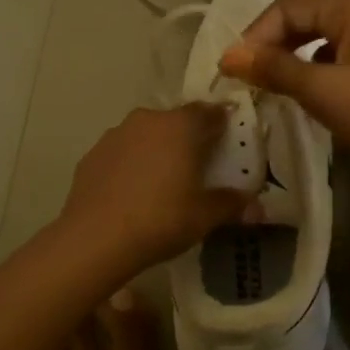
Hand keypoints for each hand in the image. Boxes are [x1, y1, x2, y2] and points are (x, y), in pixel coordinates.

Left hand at [57, 104, 255, 273]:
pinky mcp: (93, 153)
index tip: (229, 137)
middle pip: (176, 121)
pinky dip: (132, 163)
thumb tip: (256, 206)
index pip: (210, 112)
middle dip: (189, 136)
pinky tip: (133, 190)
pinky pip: (123, 151)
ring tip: (164, 179)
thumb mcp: (205, 216)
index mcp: (181, 126)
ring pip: (147, 134)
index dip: (222, 122)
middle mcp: (149, 119)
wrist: (95, 238)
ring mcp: (116, 134)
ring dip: (158, 147)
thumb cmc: (161, 220)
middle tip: (199, 163)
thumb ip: (231, 205)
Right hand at [219, 0, 349, 195]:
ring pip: (320, 35)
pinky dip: (313, 68)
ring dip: (291, 54)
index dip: (258, 30)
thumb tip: (228, 56)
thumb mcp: (323, 91)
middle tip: (249, 73)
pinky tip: (305, 92)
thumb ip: (274, 69)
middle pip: (305, 14)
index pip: (291, 4)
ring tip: (270, 82)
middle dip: (272, 39)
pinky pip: (336, 55)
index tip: (236, 67)